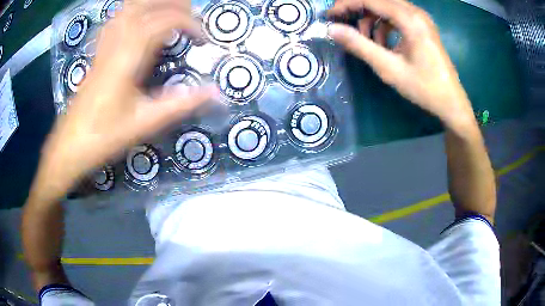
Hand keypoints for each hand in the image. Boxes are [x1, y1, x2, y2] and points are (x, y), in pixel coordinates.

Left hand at [40, 0, 217, 193]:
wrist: (70, 145)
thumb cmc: (104, 136)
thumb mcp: (145, 123)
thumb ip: (181, 104)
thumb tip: (216, 92)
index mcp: (129, 55)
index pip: (165, 20)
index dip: (190, 24)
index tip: (203, 40)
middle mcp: (117, 41)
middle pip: (146, 4)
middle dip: (174, 4)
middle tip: (192, 16)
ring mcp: (105, 44)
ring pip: (129, 8)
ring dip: (153, 3)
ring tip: (171, 10)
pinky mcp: (98, 51)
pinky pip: (115, 19)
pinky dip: (131, 11)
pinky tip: (139, 17)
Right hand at [327, 0, 475, 129]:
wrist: (451, 102)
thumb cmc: (423, 87)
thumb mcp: (389, 68)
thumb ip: (360, 45)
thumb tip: (332, 29)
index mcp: (410, 20)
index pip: (371, 0)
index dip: (347, 4)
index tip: (329, 15)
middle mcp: (416, 13)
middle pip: (379, 0)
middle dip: (357, 8)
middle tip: (342, 22)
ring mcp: (421, 18)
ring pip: (387, 6)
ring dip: (372, 18)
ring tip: (367, 40)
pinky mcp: (423, 26)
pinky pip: (398, 16)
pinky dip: (385, 24)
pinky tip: (383, 43)